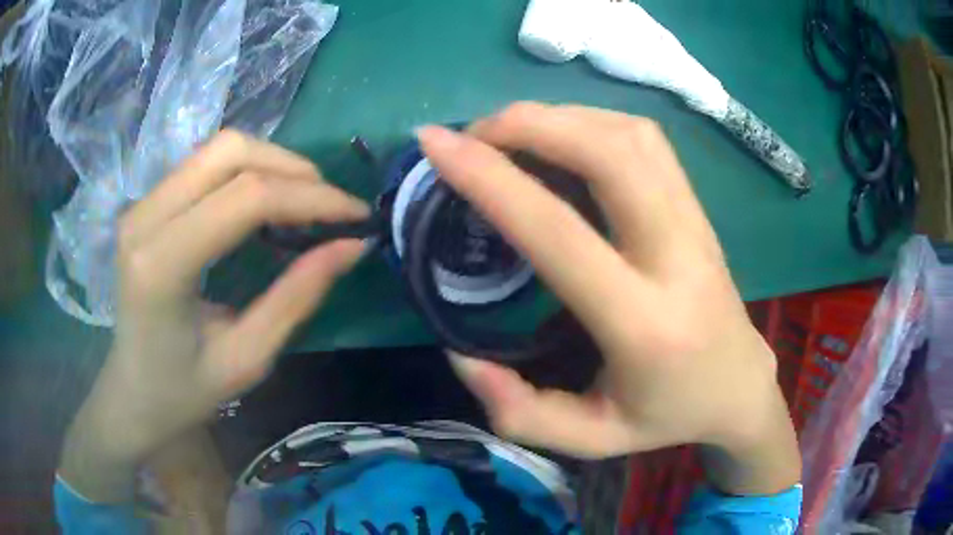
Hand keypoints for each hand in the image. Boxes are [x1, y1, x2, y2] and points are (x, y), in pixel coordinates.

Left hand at [60, 131, 368, 500]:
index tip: (356, 215)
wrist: (133, 392)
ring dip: (272, 163)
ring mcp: (141, 204)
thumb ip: (296, 297)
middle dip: (293, 170)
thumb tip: (352, 246)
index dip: (310, 198)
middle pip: (229, 152)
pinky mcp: (147, 203)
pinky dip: (247, 170)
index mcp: (161, 266)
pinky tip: (266, 202)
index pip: (244, 198)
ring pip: (219, 148)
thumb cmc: (184, 391)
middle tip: (330, 207)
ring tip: (304, 201)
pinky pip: (205, 163)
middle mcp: (144, 218)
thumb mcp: (247, 359)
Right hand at [417, 103, 799, 494]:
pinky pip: (645, 139)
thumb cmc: (667, 414)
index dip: (490, 178)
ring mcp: (695, 221)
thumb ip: (520, 412)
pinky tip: (563, 138)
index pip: (559, 232)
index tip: (436, 144)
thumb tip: (461, 355)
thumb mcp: (590, 440)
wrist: (739, 384)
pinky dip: (592, 120)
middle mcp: (676, 256)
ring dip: (559, 117)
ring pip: (629, 135)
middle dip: (529, 125)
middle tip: (474, 134)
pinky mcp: (697, 205)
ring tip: (510, 132)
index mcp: (644, 324)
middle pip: (608, 154)